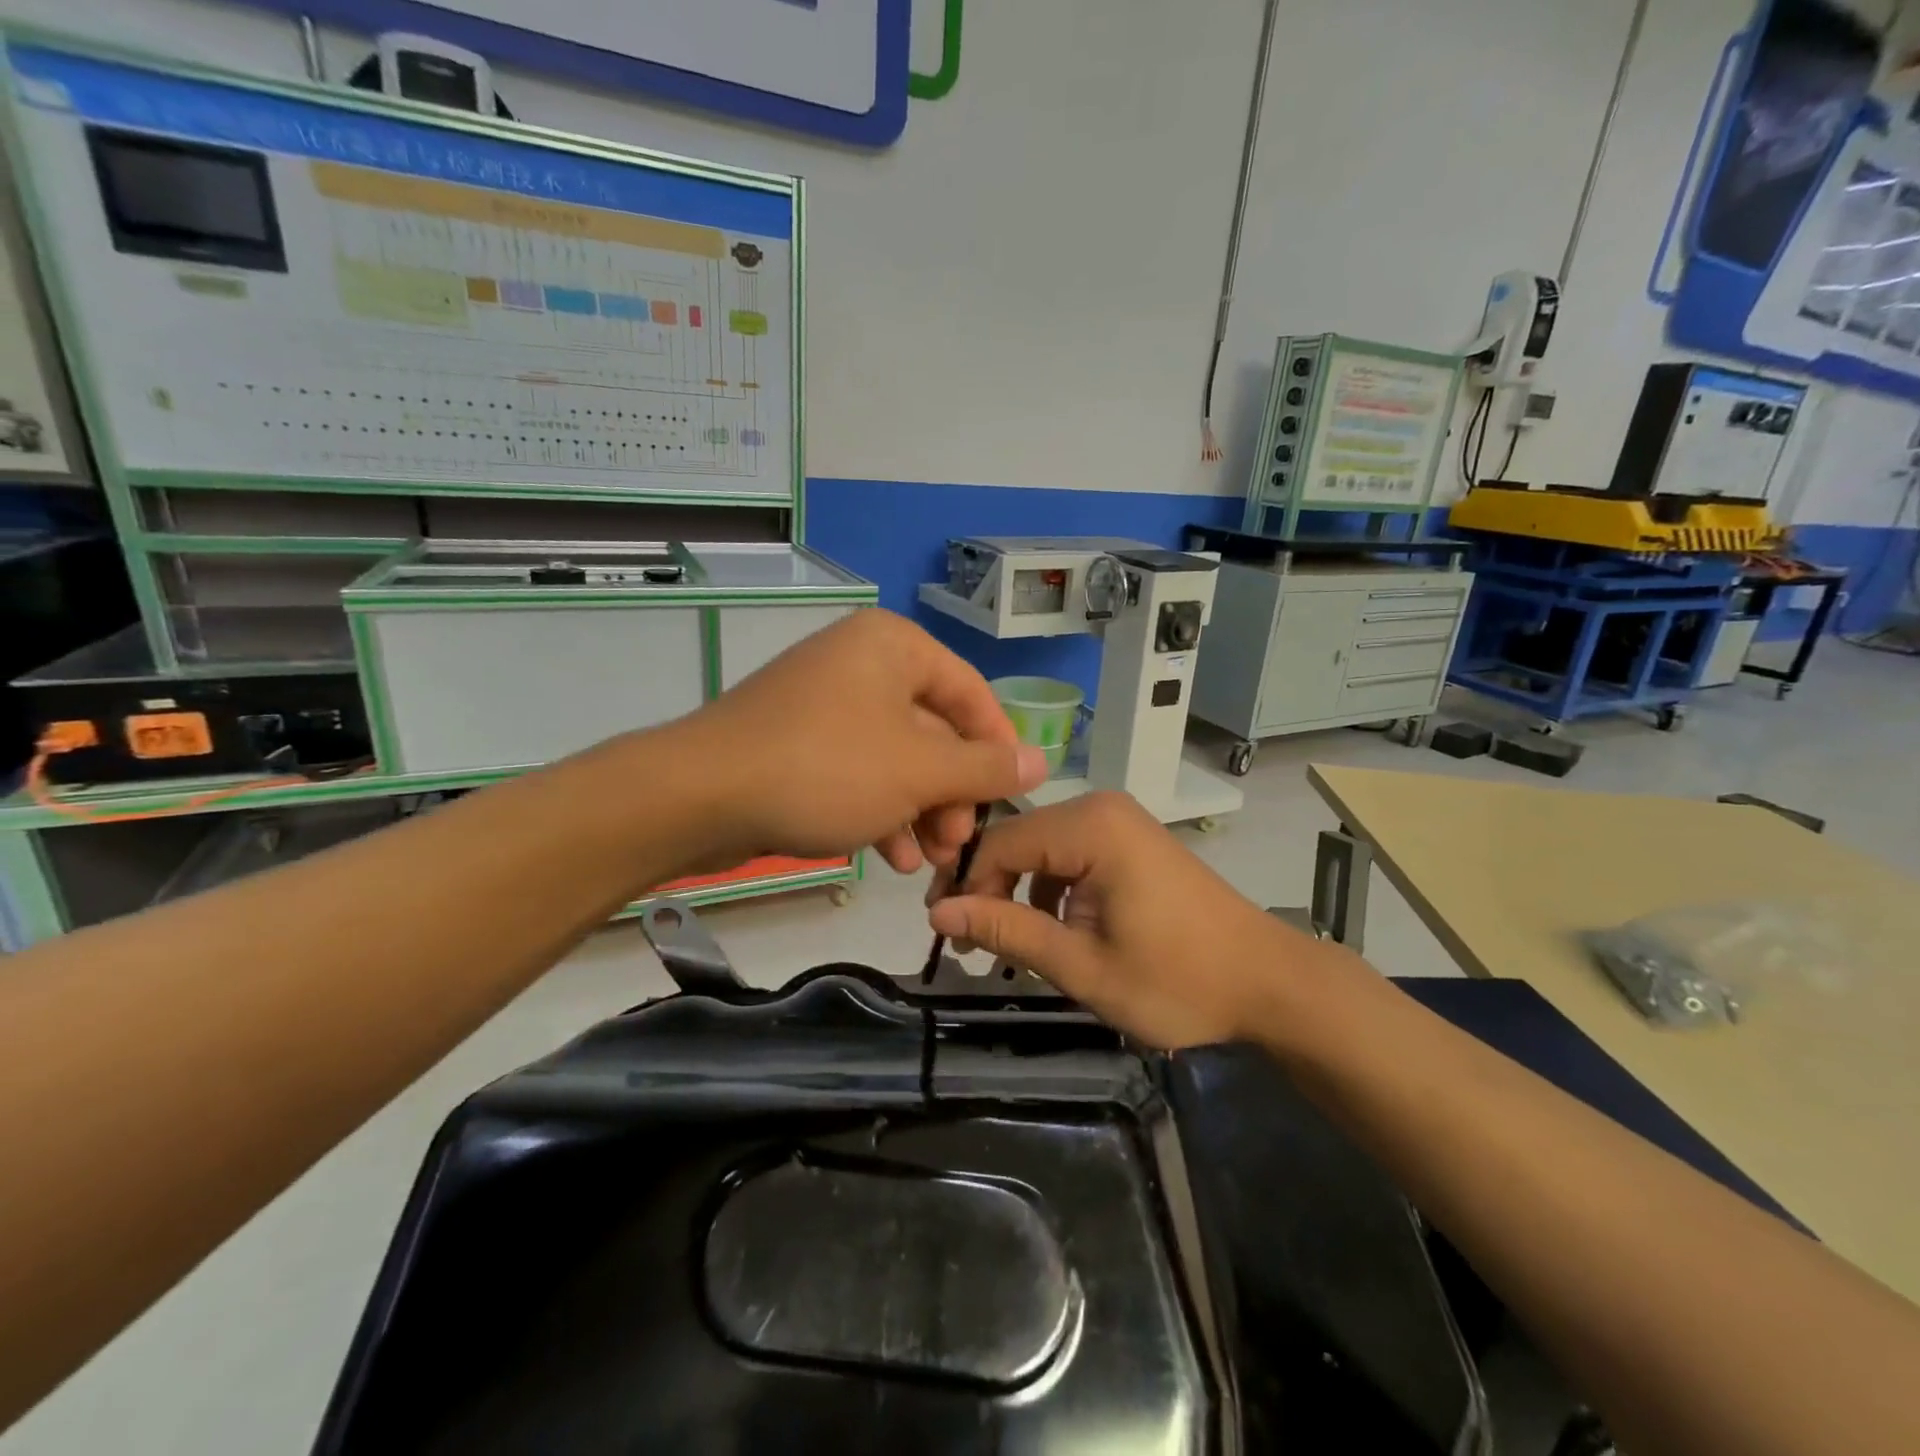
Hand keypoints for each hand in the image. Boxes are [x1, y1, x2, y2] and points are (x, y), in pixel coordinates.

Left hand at [678, 609, 1047, 873]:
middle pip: (933, 729)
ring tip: (931, 863)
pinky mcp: (799, 740)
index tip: (1009, 799)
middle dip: (952, 794)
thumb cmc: (825, 769)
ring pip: (896, 757)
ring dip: (921, 811)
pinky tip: (894, 858)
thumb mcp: (918, 771)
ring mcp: (826, 701)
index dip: (997, 748)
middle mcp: (862, 662)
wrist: (699, 796)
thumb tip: (1042, 759)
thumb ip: (985, 767)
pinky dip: (881, 810)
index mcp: (894, 647)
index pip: (971, 692)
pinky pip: (858, 770)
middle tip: (960, 844)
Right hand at [927, 791, 1330, 1048]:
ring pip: (1042, 848)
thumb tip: (938, 914)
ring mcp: (1121, 821)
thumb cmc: (1178, 980)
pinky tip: (1054, 930)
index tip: (944, 933)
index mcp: (1090, 827)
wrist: (1269, 982)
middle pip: (1019, 840)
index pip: (1000, 843)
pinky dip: (1052, 888)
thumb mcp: (1082, 965)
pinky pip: (1071, 854)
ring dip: (1020, 892)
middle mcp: (1102, 808)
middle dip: (989, 889)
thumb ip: (1008, 932)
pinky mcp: (1132, 840)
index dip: (965, 886)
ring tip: (1007, 946)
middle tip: (970, 945)